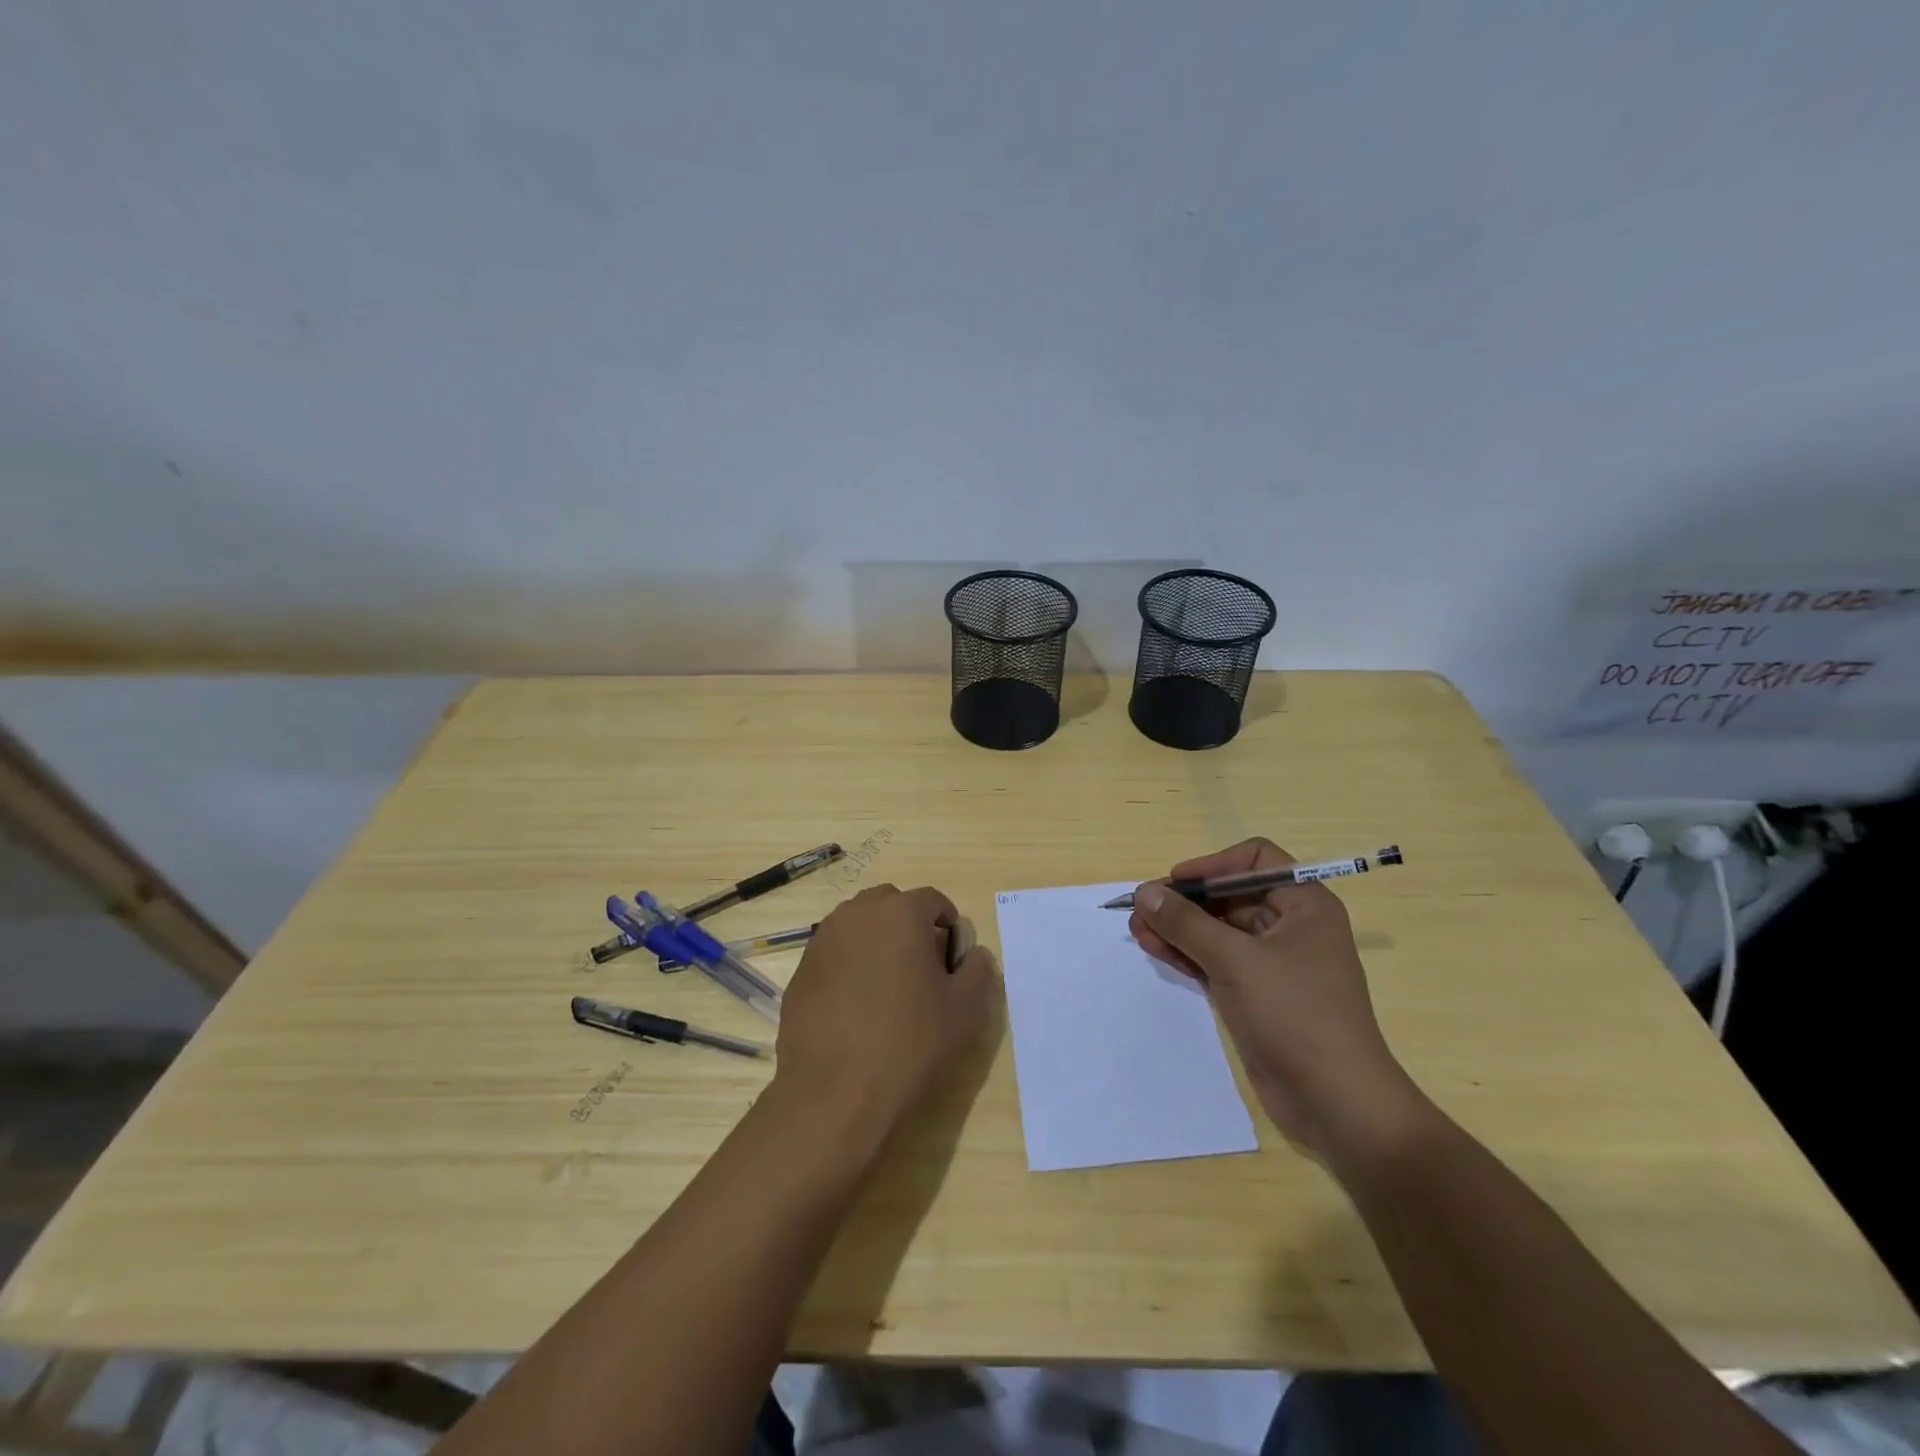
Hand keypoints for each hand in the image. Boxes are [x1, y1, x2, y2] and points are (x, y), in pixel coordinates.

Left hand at [772, 883, 992, 1145]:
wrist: (835, 1093)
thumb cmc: (910, 1042)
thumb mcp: (964, 1009)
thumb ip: (978, 970)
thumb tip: (974, 954)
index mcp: (900, 913)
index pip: (932, 900)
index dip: (948, 924)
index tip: (953, 957)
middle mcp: (857, 913)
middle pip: (890, 904)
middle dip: (908, 925)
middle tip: (920, 967)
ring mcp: (822, 940)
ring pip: (857, 926)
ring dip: (875, 941)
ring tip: (886, 986)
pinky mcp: (800, 971)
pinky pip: (834, 954)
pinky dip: (848, 966)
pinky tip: (854, 1007)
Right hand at [1129, 838, 1425, 1162]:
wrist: (1336, 1103)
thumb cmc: (1294, 1015)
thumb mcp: (1235, 960)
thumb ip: (1186, 923)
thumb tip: (1144, 891)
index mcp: (1304, 904)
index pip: (1255, 860)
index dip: (1212, 865)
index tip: (1175, 883)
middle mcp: (1291, 927)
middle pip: (1230, 895)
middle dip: (1185, 901)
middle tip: (1141, 908)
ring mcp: (1273, 963)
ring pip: (1218, 930)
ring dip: (1179, 928)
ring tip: (1136, 929)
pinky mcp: (1257, 995)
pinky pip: (1216, 961)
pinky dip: (1187, 953)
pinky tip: (1154, 949)